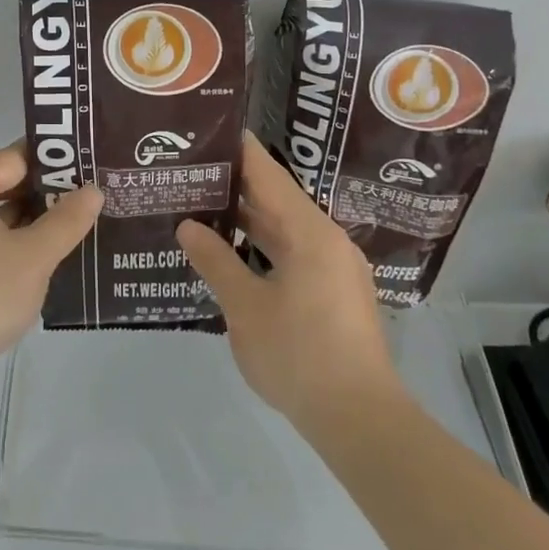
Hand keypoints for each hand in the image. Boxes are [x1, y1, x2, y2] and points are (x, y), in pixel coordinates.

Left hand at [0, 145, 101, 408]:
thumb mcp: (33, 257)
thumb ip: (66, 221)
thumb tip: (93, 190)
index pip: (15, 157)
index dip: (54, 161)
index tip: (90, 166)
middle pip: (3, 186)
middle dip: (46, 195)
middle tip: (90, 198)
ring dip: (31, 225)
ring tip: (76, 229)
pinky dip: (11, 249)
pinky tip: (42, 264)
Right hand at [178, 135, 405, 438]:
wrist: (361, 420)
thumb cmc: (299, 355)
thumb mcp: (245, 307)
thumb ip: (215, 261)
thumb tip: (187, 226)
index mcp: (309, 231)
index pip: (267, 173)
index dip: (238, 149)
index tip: (209, 128)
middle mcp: (326, 239)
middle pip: (276, 197)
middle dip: (235, 183)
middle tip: (192, 167)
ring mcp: (334, 266)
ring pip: (284, 227)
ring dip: (248, 217)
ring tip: (203, 202)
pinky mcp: (334, 292)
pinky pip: (293, 251)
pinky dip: (263, 244)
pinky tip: (234, 249)